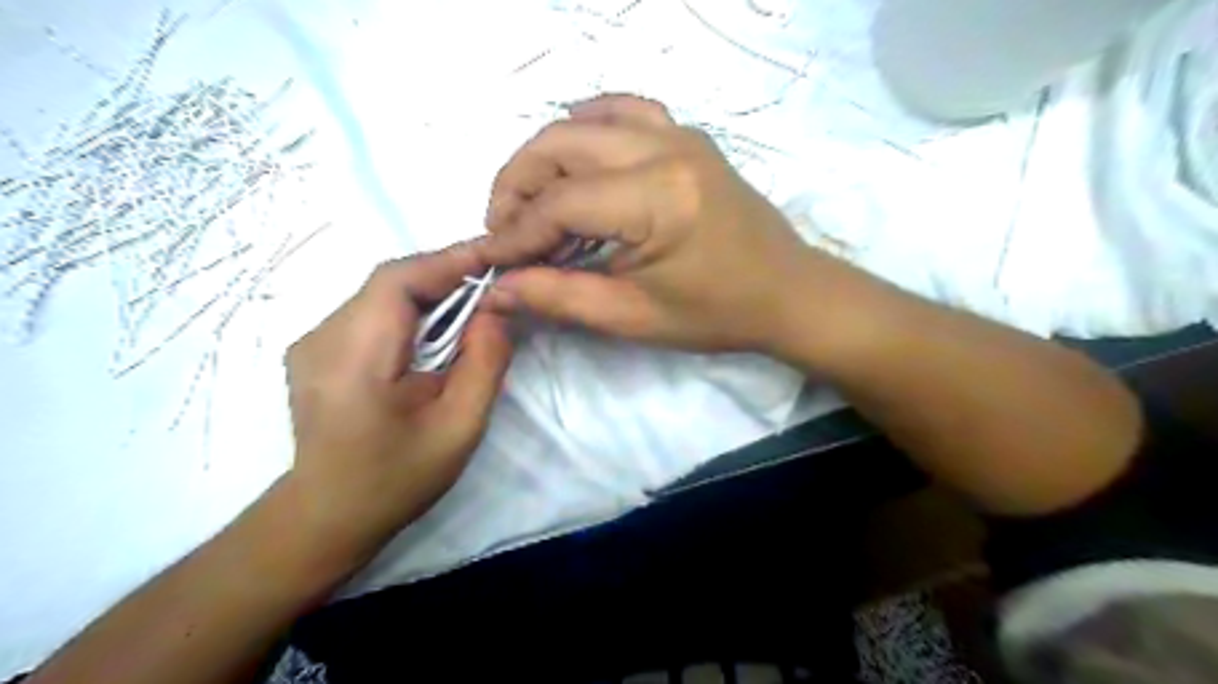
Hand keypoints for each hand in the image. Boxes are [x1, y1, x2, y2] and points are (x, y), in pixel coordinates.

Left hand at [285, 243, 512, 563]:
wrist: (328, 517)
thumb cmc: (397, 479)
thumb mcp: (459, 426)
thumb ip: (484, 362)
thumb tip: (497, 309)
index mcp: (352, 358)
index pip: (397, 282)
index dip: (449, 261)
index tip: (497, 256)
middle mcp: (322, 338)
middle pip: (390, 283)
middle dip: (447, 276)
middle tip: (495, 283)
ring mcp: (313, 342)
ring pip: (381, 295)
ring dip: (432, 292)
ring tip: (474, 306)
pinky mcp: (319, 351)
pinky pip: (372, 313)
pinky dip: (412, 310)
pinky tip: (437, 332)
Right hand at [474, 94, 849, 353]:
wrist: (787, 292)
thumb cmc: (716, 314)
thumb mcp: (632, 317)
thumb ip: (558, 297)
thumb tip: (495, 289)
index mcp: (656, 199)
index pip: (558, 203)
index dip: (515, 234)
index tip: (491, 262)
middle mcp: (664, 149)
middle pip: (559, 146)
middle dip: (516, 188)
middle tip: (504, 232)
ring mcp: (679, 133)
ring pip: (583, 123)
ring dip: (544, 157)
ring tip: (530, 202)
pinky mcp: (687, 136)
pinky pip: (623, 110)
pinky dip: (585, 128)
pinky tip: (573, 159)